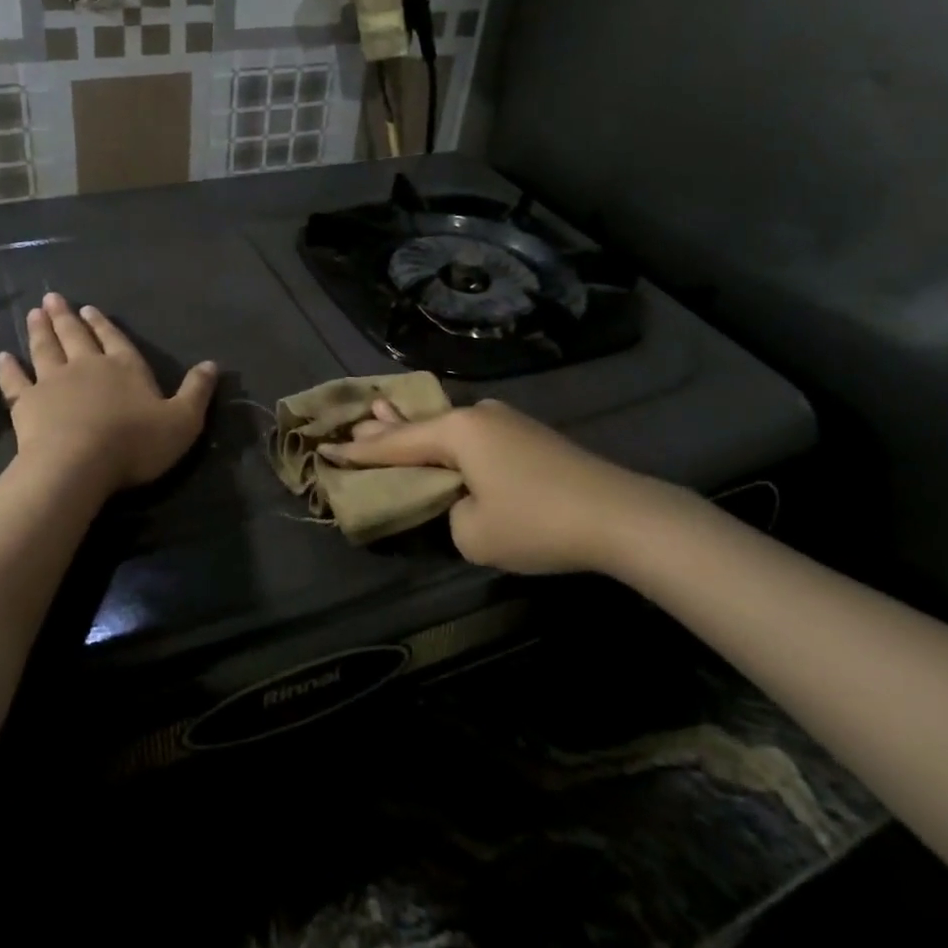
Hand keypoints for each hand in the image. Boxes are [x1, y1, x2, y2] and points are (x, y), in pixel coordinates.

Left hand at [0, 293, 216, 495]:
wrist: (77, 464)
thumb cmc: (134, 443)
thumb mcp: (182, 421)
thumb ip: (197, 392)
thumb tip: (213, 364)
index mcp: (124, 367)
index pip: (115, 339)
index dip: (103, 324)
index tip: (88, 309)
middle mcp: (87, 366)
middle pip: (75, 336)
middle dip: (66, 318)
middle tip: (52, 298)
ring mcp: (53, 382)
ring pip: (45, 349)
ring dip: (40, 330)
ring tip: (34, 313)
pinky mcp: (27, 403)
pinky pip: (15, 380)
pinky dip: (9, 368)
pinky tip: (4, 356)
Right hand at [321, 399, 712, 575]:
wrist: (620, 515)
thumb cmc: (536, 523)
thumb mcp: (473, 533)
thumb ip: (450, 513)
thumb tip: (463, 499)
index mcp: (457, 431)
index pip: (395, 443)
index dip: (359, 452)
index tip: (326, 448)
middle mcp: (477, 415)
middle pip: (419, 423)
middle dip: (385, 426)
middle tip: (354, 417)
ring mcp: (506, 421)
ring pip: (447, 426)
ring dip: (418, 430)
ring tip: (385, 416)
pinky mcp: (528, 436)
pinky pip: (473, 435)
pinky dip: (448, 440)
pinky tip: (441, 438)